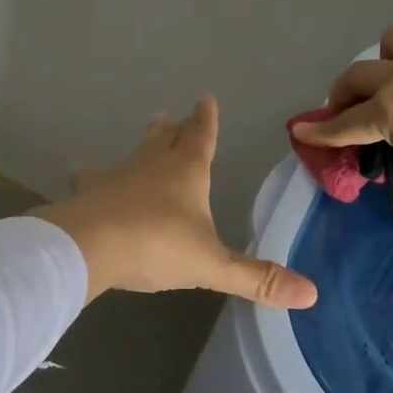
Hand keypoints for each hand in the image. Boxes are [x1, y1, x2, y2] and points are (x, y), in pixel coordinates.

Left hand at [34, 96, 319, 308]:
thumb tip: (311, 293)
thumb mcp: (211, 265)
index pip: (201, 136)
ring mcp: (117, 174)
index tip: (205, 99)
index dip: (206, 119)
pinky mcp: (89, 192)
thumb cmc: (156, 245)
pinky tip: (81, 173)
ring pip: (136, 152)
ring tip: (150, 131)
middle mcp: (152, 164)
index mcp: (186, 172)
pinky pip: (92, 177)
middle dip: (175, 129)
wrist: (89, 246)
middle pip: (167, 139)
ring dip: (145, 143)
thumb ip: (256, 279)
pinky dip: (92, 174)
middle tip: (172, 117)